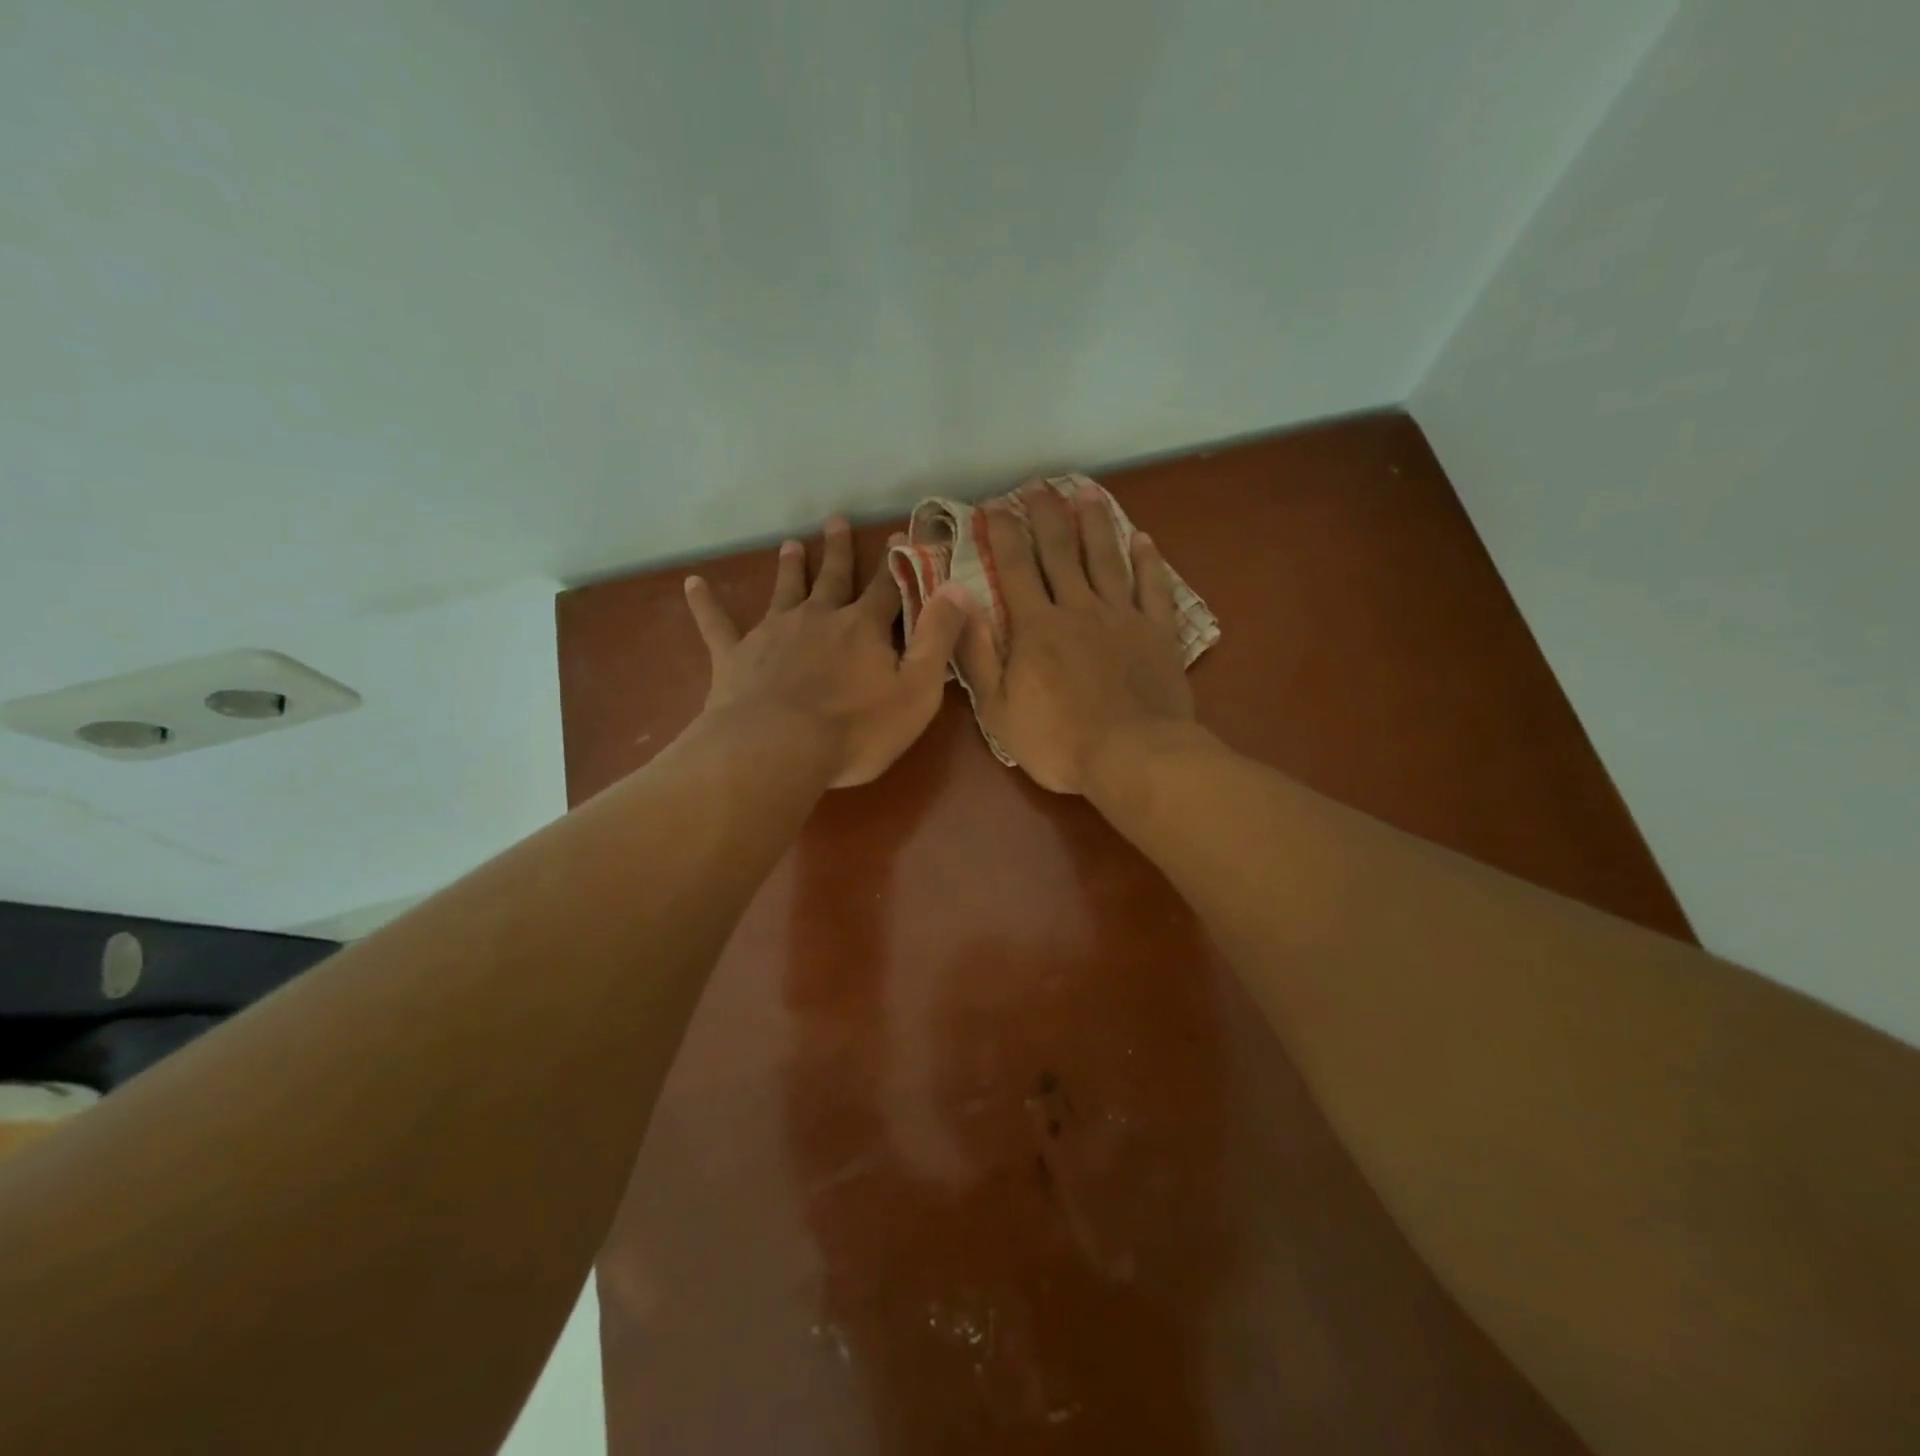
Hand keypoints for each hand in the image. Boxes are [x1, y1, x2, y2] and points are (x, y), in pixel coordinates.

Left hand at [684, 517, 970, 787]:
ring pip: (784, 590)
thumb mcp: (917, 690)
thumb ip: (938, 638)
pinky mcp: (735, 656)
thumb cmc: (856, 729)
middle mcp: (818, 618)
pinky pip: (717, 624)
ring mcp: (772, 633)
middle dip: (838, 550)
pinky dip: (705, 604)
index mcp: (863, 628)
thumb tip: (958, 588)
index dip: (896, 562)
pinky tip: (692, 584)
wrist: (778, 749)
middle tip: (836, 521)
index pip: (886, 586)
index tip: (899, 534)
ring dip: (790, 567)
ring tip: (791, 544)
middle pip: (833, 577)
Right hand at [957, 481, 1195, 794]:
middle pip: (1061, 551)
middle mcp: (1078, 608)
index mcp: (1036, 627)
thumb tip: (959, 605)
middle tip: (1038, 485)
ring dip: (1094, 523)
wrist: (1132, 757)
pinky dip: (1148, 560)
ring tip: (1086, 493)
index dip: (1004, 533)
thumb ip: (977, 656)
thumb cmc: (1058, 741)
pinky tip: (1142, 538)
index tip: (994, 505)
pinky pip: (1153, 587)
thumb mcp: (998, 709)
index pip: (1016, 567)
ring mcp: (1122, 617)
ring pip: (1106, 558)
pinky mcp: (1157, 632)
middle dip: (1046, 515)